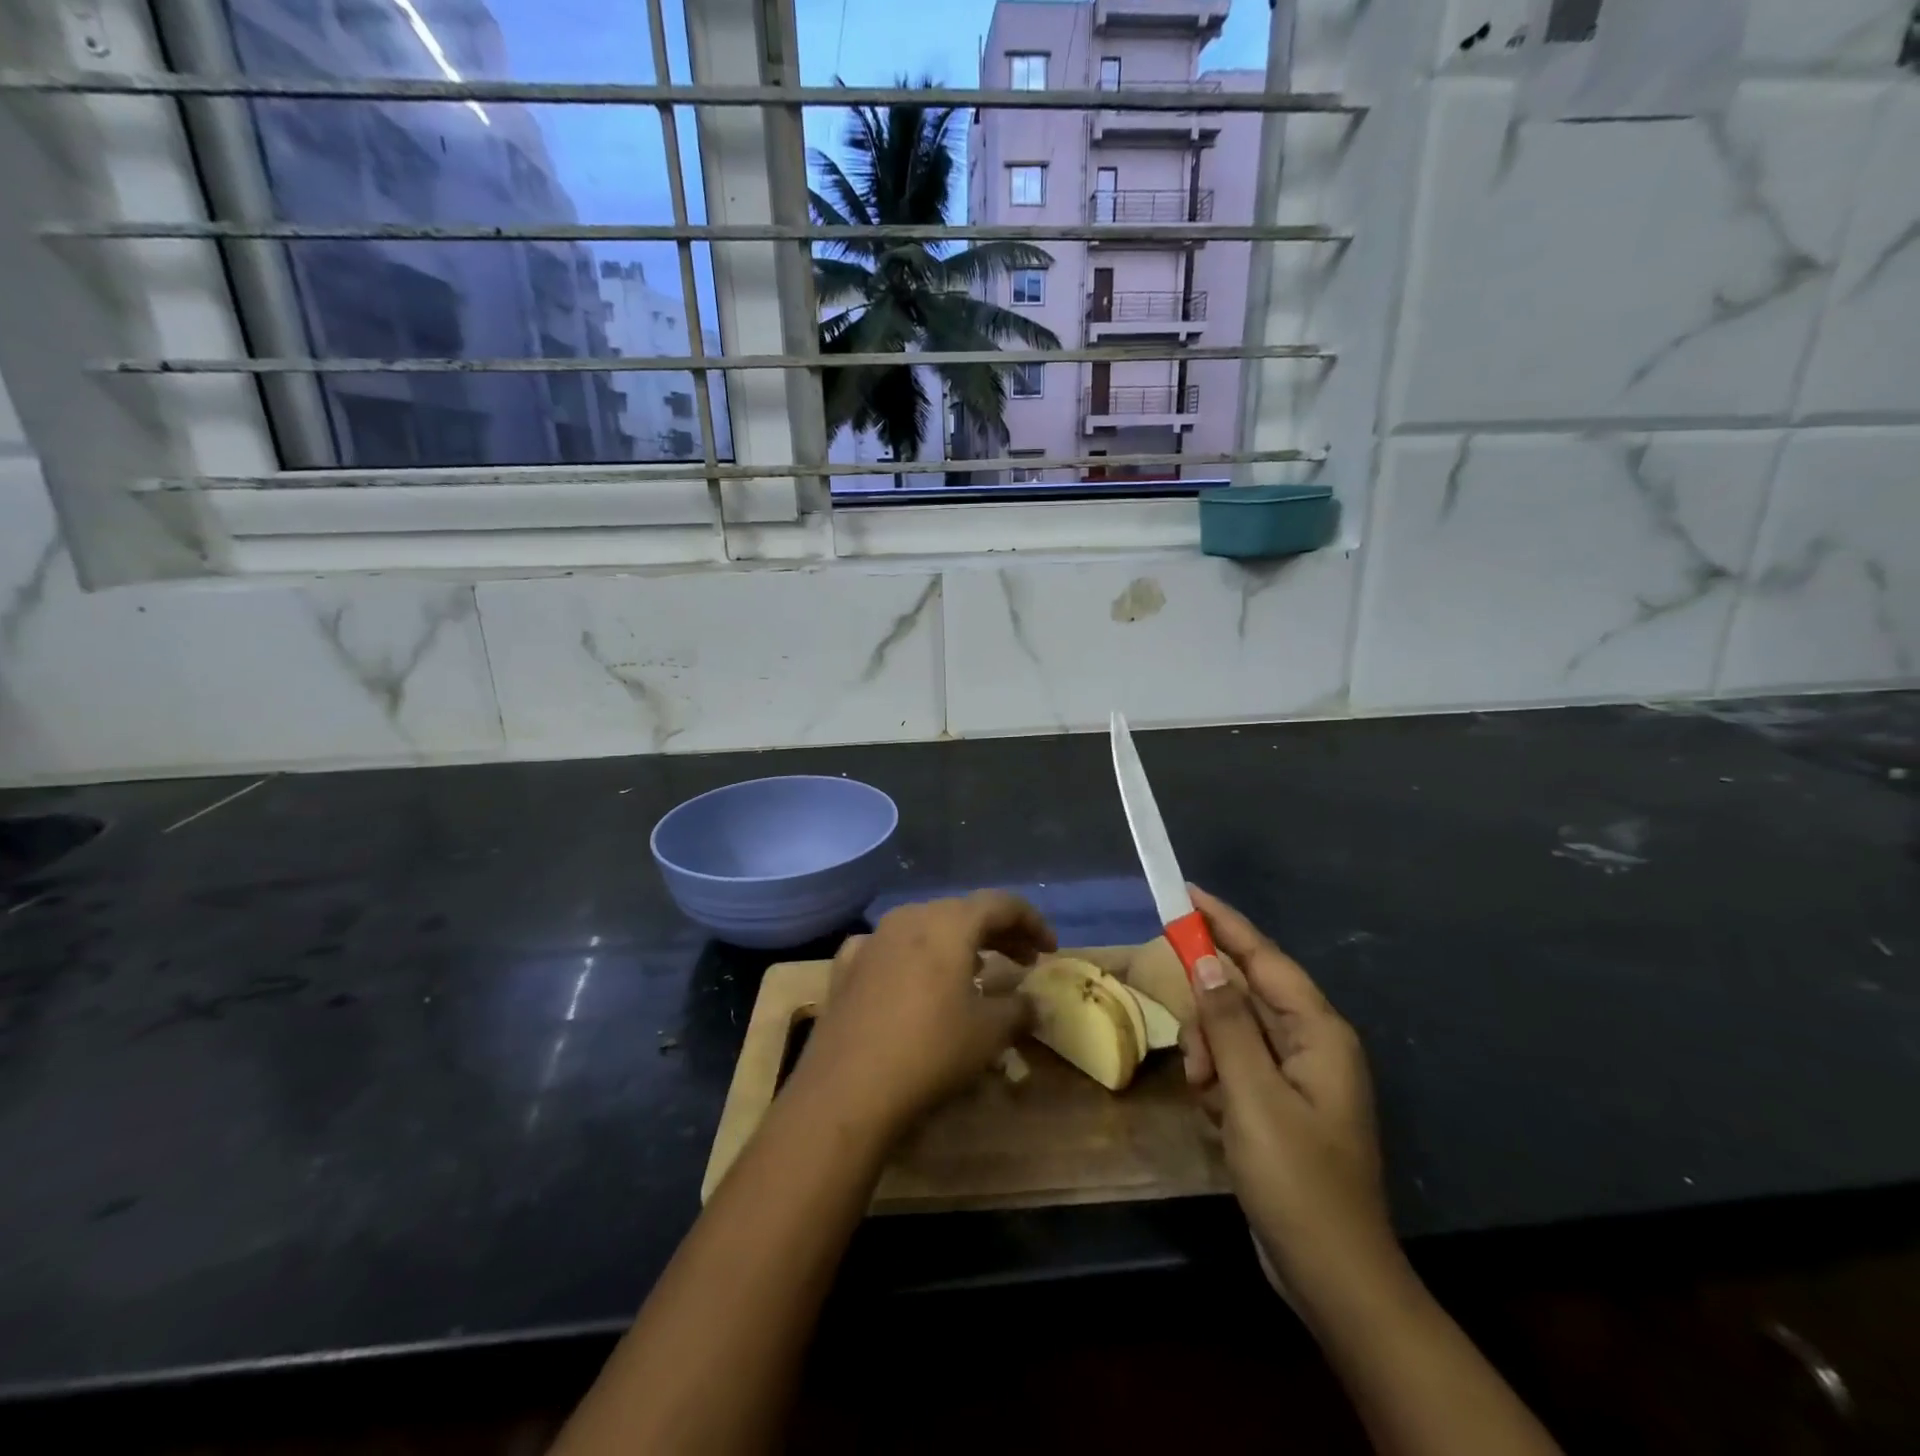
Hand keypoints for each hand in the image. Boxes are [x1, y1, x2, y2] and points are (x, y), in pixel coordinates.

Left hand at [792, 892, 1054, 1138]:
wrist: (848, 1088)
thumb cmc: (931, 1050)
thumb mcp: (989, 1032)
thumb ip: (1019, 1009)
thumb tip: (1034, 1003)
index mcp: (949, 923)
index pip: (1001, 904)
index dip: (1032, 922)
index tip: (1050, 950)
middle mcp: (910, 917)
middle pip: (963, 912)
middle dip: (998, 933)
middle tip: (1023, 960)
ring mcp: (873, 939)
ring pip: (925, 926)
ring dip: (957, 943)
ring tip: (977, 970)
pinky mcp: (847, 966)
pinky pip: (891, 948)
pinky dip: (915, 958)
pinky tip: (916, 981)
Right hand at [1181, 886, 1399, 1314]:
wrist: (1331, 1276)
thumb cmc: (1298, 1180)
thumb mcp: (1253, 1096)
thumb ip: (1227, 1023)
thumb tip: (1205, 961)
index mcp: (1319, 1031)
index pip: (1263, 957)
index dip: (1223, 922)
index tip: (1184, 892)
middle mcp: (1311, 1043)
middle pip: (1242, 996)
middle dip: (1210, 1021)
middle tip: (1197, 1062)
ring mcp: (1296, 1074)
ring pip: (1232, 1033)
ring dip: (1211, 1058)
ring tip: (1209, 1102)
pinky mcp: (1279, 1101)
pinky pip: (1236, 1066)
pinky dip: (1219, 1083)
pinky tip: (1218, 1119)